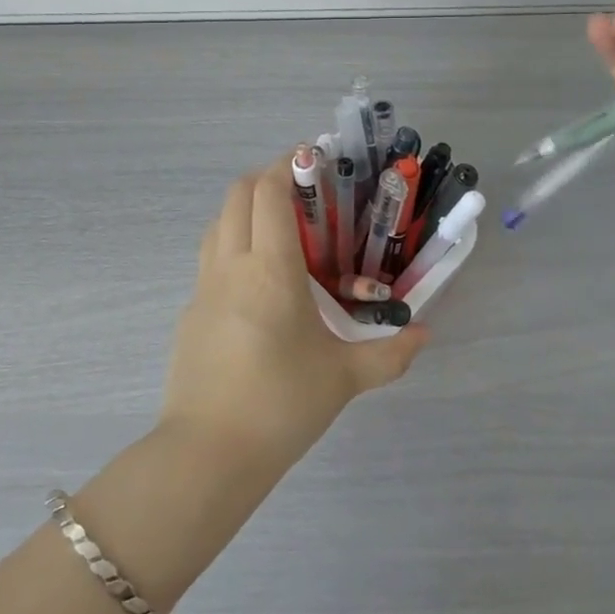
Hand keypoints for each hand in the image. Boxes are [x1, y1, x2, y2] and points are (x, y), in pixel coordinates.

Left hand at [160, 159, 428, 478]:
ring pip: (218, 222)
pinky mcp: (189, 312)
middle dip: (267, 178)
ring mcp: (203, 288)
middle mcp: (231, 266)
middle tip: (303, 192)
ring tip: (281, 230)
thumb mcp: (344, 378)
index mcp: (270, 270)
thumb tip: (425, 335)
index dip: (288, 164)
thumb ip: (390, 354)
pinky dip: (232, 244)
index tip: (314, 158)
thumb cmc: (281, 405)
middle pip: (237, 194)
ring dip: (246, 209)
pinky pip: (209, 258)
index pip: (268, 192)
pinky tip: (257, 282)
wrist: (207, 455)